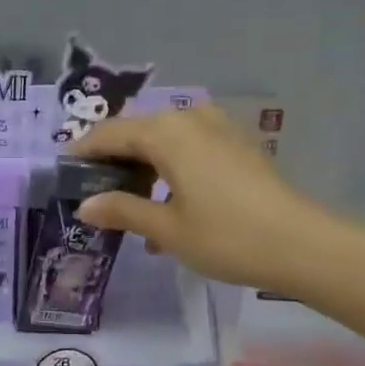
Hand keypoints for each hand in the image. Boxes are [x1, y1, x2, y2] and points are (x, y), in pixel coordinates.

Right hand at [73, 104, 334, 290]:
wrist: (301, 245)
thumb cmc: (225, 236)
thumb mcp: (165, 229)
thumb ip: (122, 211)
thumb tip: (85, 205)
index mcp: (166, 134)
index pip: (110, 133)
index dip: (84, 151)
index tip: (63, 171)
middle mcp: (190, 120)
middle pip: (138, 131)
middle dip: (113, 158)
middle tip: (94, 191)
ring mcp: (219, 130)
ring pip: (165, 140)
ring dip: (143, 167)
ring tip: (129, 206)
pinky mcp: (238, 147)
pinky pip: (190, 148)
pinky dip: (170, 170)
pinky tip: (167, 207)